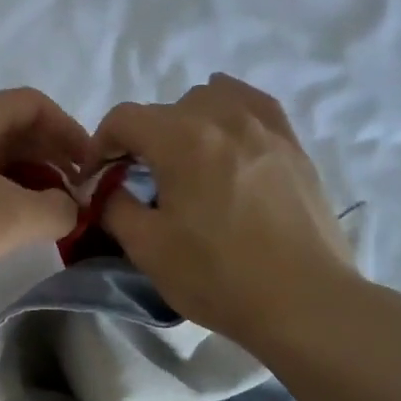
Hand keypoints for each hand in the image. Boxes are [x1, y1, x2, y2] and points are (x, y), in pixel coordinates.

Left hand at [0, 89, 93, 294]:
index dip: (70, 131)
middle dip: (49, 157)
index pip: (35, 104)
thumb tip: (69, 207)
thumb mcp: (14, 218)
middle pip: (11, 127)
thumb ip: (58, 209)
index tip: (90, 166)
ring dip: (22, 177)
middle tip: (73, 192)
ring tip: (42, 212)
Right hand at [93, 75, 358, 357]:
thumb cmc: (217, 276)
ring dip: (187, 122)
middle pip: (166, 109)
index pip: (124, 119)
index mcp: (181, 139)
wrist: (302, 301)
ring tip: (187, 160)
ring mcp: (265, 128)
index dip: (100, 144)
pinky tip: (228, 138)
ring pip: (213, 98)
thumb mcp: (147, 247)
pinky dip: (231, 113)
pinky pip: (255, 106)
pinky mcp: (293, 146)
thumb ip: (115, 207)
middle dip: (143, 140)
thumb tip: (108, 188)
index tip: (98, 178)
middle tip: (140, 180)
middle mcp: (223, 118)